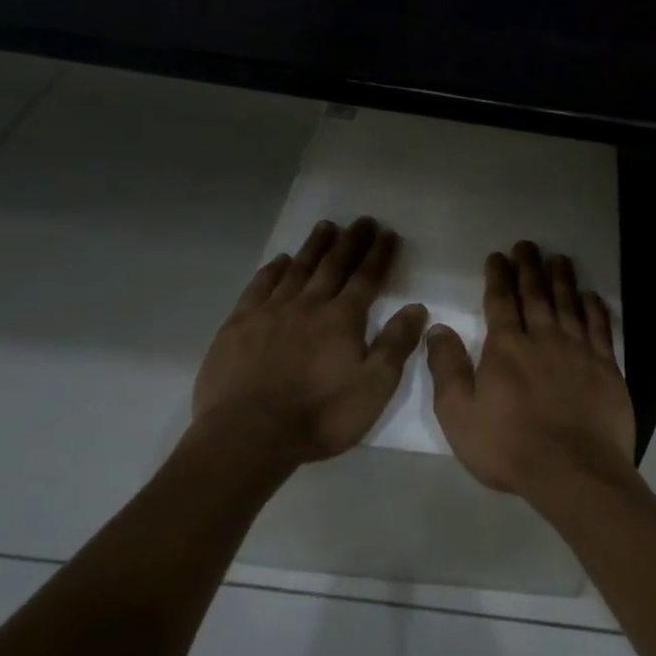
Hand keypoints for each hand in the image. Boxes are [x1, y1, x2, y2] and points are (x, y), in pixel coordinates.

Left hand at [193, 217, 427, 464]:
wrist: (248, 435)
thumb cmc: (320, 416)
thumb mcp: (374, 388)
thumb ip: (396, 345)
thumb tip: (416, 308)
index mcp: (343, 320)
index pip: (367, 279)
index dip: (379, 255)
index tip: (388, 233)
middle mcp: (308, 305)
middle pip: (333, 266)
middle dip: (351, 242)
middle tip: (361, 221)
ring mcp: (270, 312)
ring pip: (297, 270)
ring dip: (314, 247)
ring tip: (326, 227)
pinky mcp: (238, 325)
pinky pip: (259, 287)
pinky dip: (272, 270)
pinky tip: (279, 261)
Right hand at [426, 240, 637, 497]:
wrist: (573, 471)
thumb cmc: (509, 447)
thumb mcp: (459, 414)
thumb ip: (447, 368)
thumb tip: (437, 328)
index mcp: (506, 348)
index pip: (500, 301)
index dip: (498, 276)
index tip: (498, 256)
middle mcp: (543, 338)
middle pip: (535, 294)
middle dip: (529, 267)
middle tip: (527, 245)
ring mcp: (578, 350)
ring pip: (569, 304)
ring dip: (562, 279)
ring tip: (558, 258)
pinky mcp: (606, 367)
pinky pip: (600, 328)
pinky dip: (595, 308)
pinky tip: (591, 296)